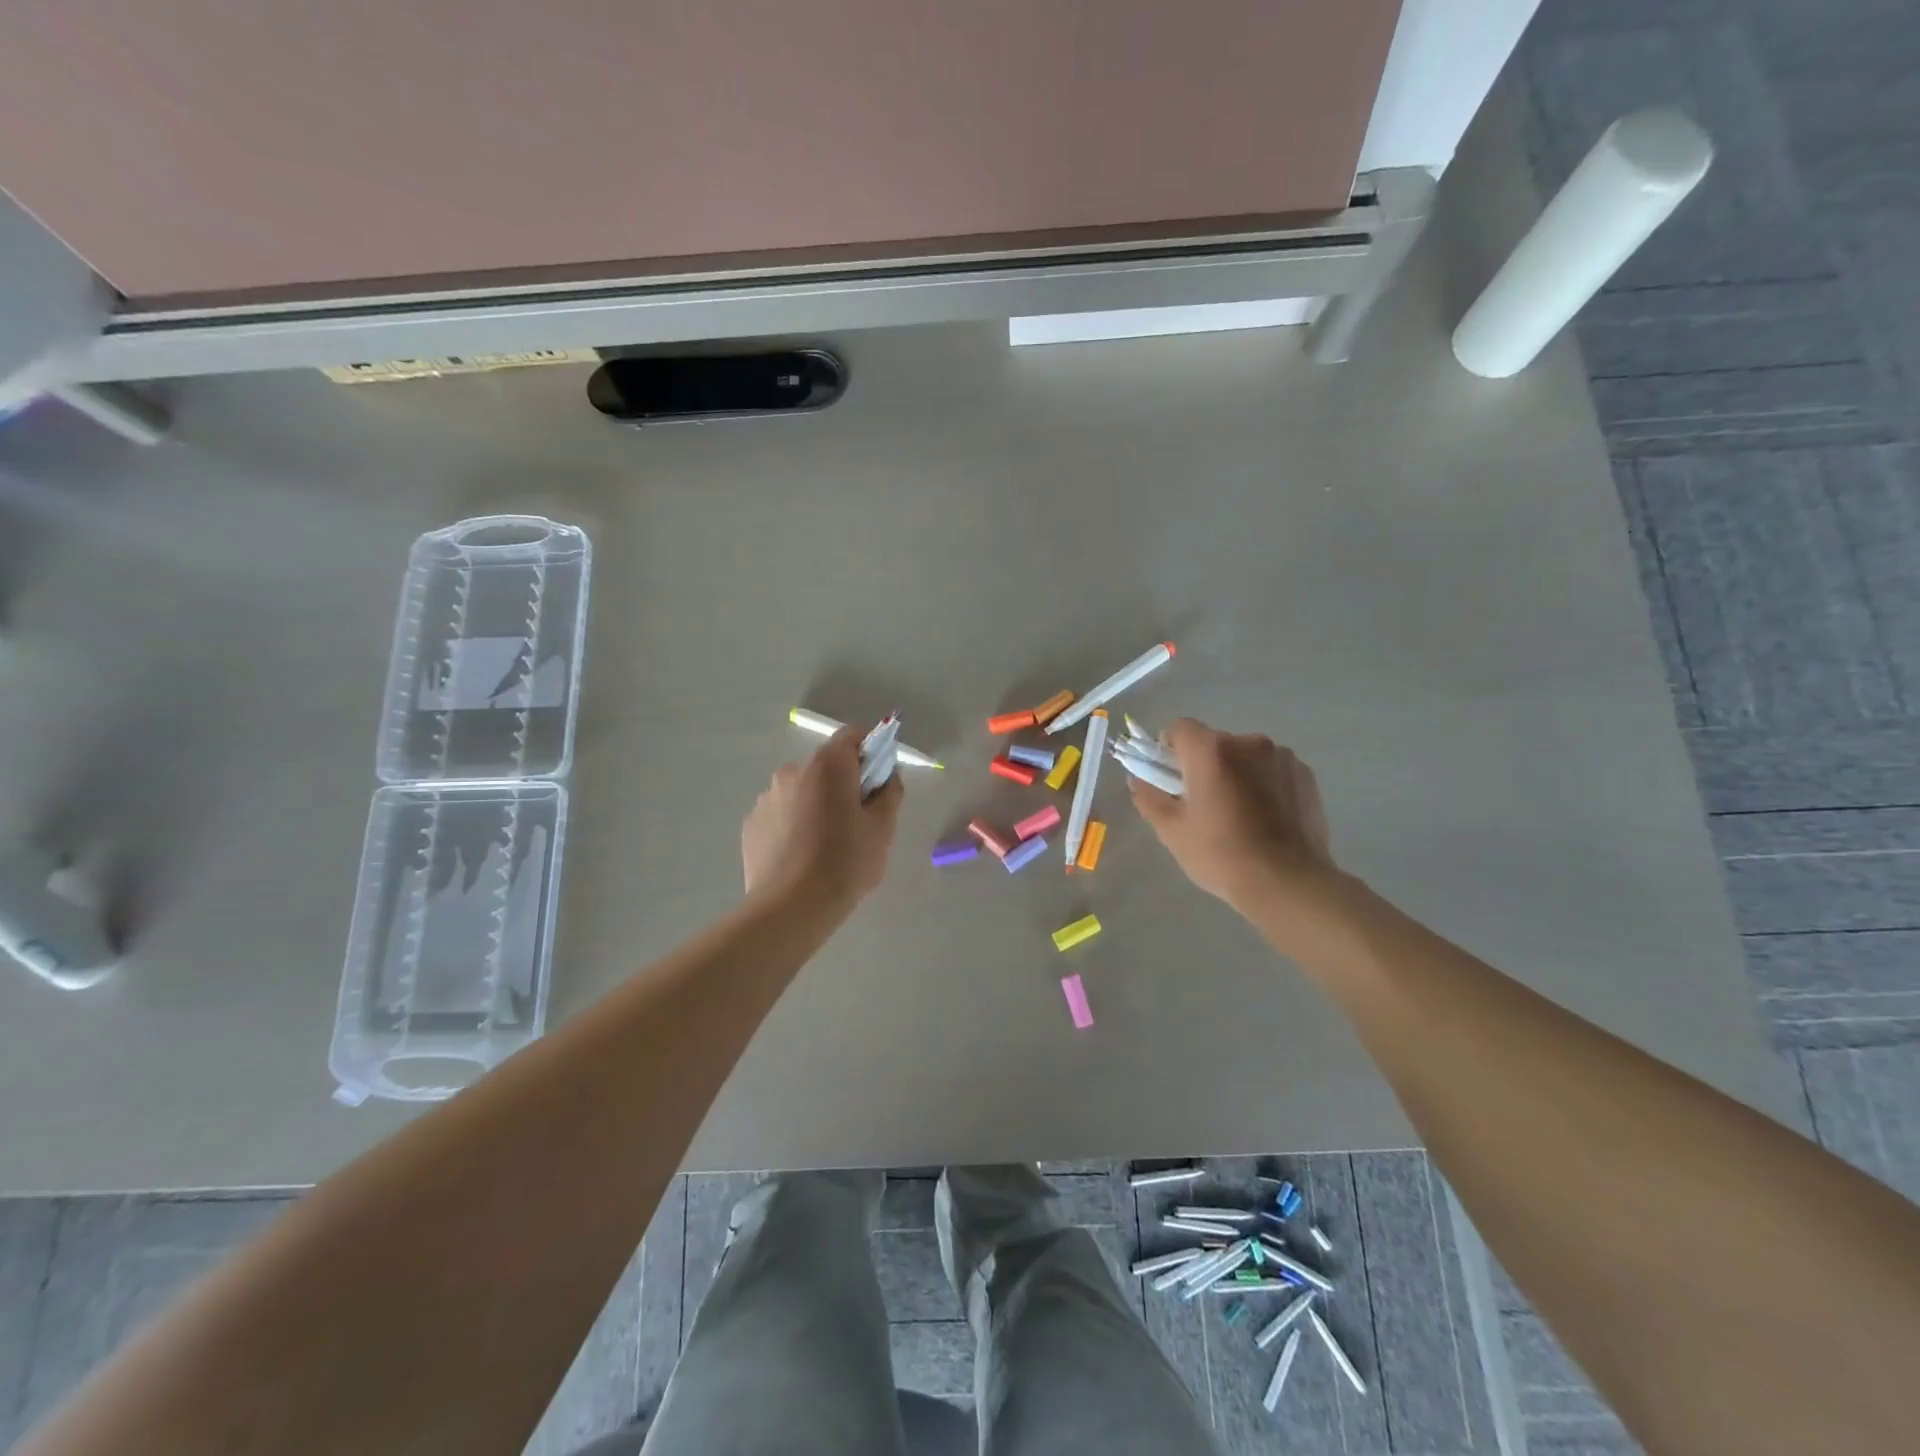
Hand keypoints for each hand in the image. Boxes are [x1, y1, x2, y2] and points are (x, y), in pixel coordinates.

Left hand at [742, 727, 902, 910]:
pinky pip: (781, 815)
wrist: (791, 908)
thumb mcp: (883, 829)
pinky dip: (794, 825)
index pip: (852, 735)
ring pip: (801, 791)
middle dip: (842, 784)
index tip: (878, 782)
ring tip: (825, 846)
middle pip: (826, 766)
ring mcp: (766, 798)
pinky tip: (802, 857)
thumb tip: (886, 777)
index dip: (870, 752)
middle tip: (856, 822)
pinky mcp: (751, 825)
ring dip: (816, 805)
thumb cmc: (845, 862)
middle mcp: (792, 771)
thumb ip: (890, 792)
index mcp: (828, 765)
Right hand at [1129, 718, 1336, 914]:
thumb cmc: (1221, 854)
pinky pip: (1272, 771)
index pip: (1179, 728)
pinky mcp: (1306, 776)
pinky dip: (1264, 785)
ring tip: (1239, 815)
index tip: (1169, 779)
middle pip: (1214, 744)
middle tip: (1203, 804)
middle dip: (1204, 765)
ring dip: (1236, 774)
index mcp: (1211, 750)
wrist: (1288, 883)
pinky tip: (1266, 819)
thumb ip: (1149, 797)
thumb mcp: (1171, 830)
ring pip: (1245, 757)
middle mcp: (1249, 742)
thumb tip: (1138, 780)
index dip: (1168, 749)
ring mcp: (1282, 757)